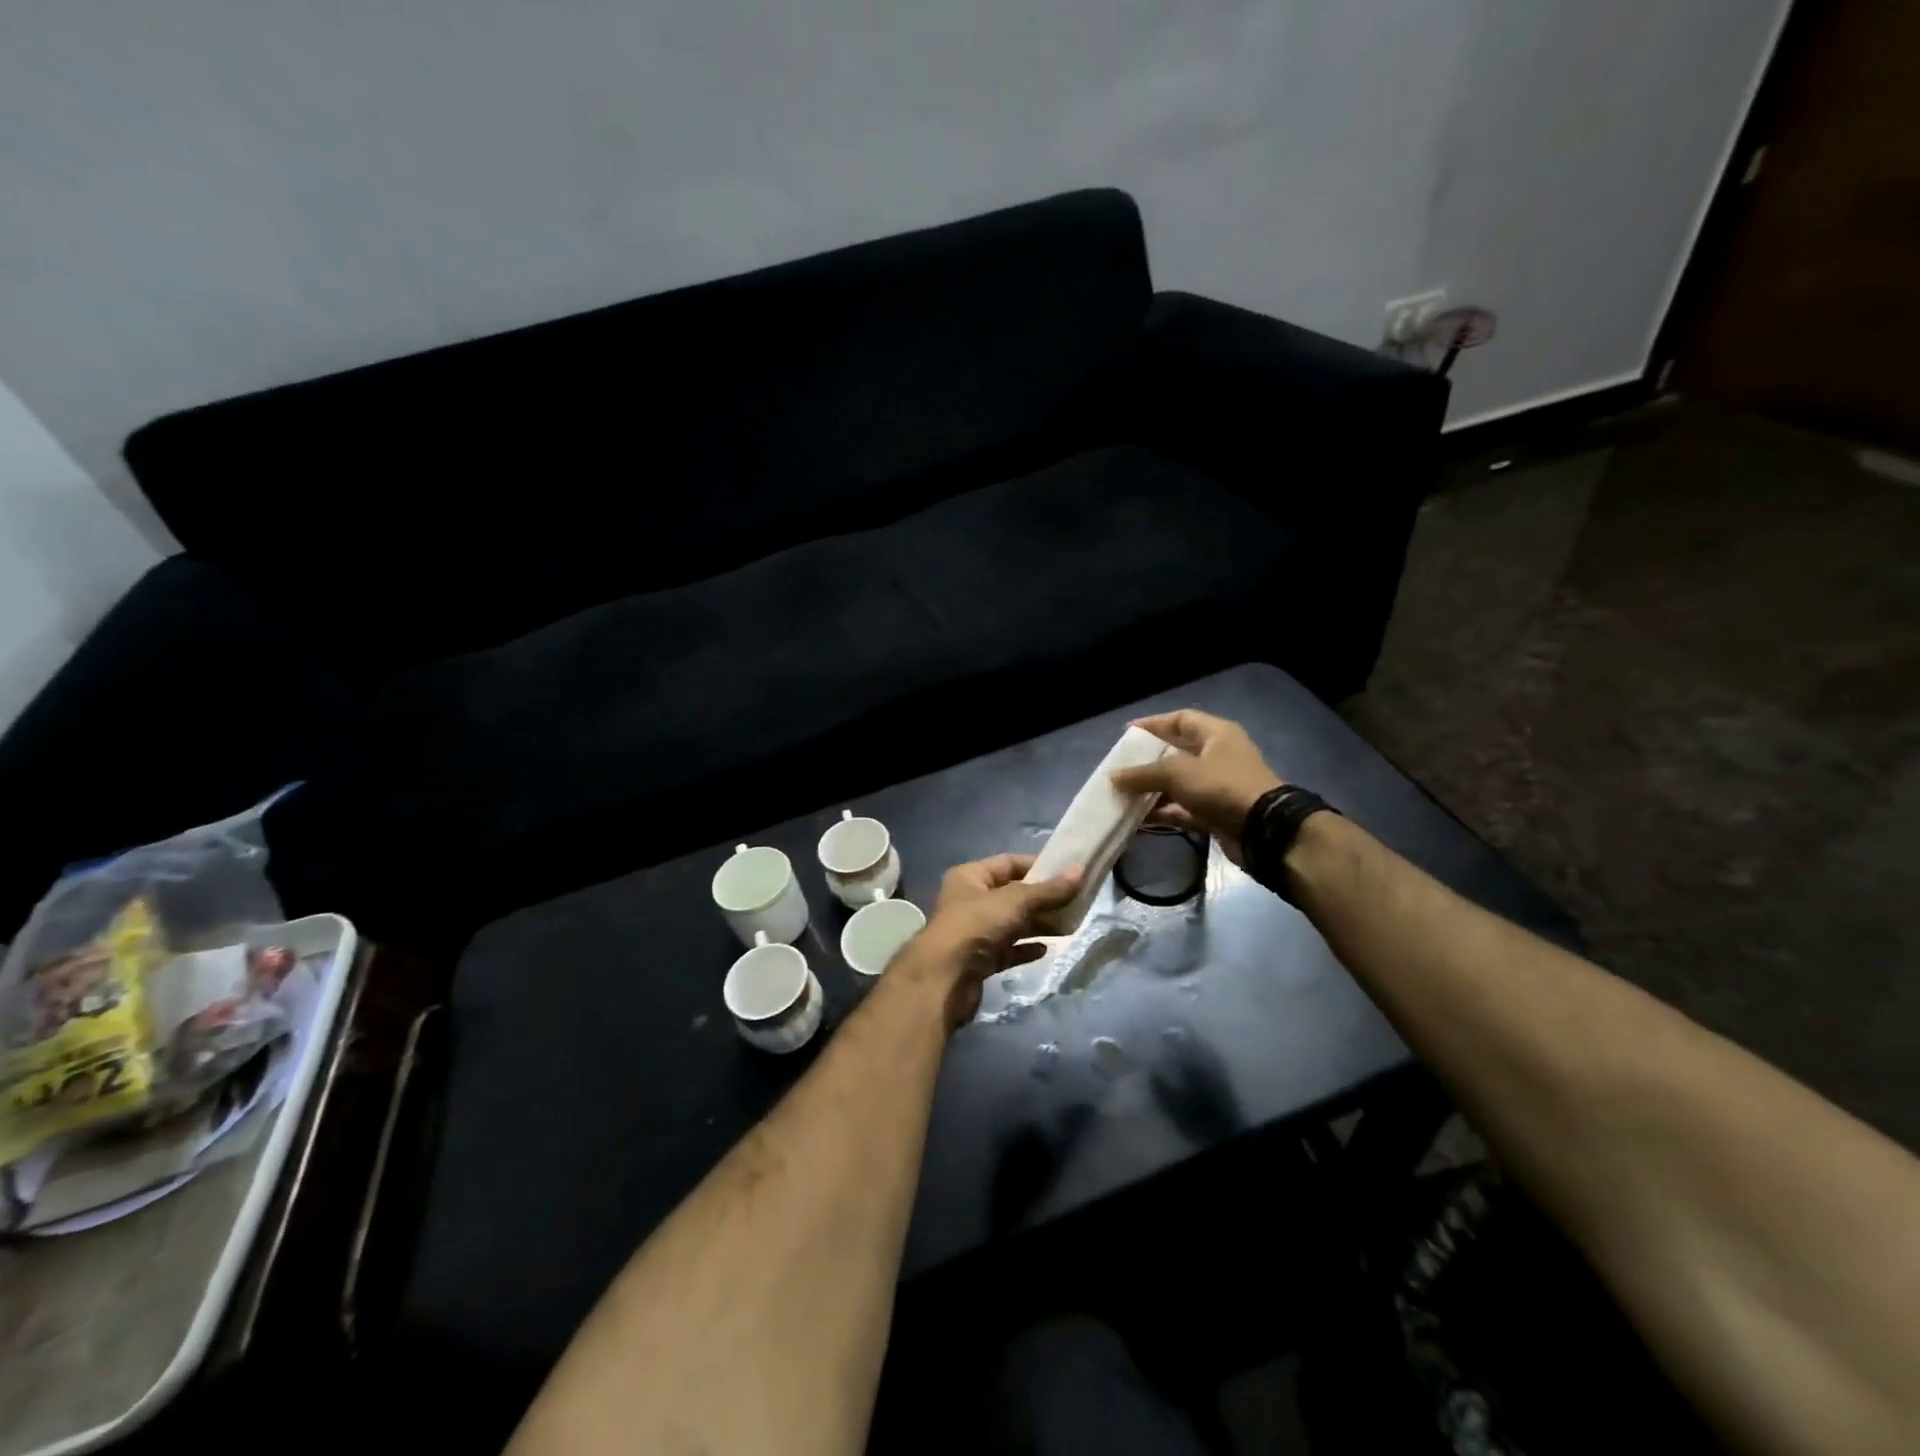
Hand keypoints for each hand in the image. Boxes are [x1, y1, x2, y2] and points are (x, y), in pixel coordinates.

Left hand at [893, 854, 1080, 1028]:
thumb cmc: (975, 926)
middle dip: (1043, 898)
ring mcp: (974, 932)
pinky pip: (1008, 949)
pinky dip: (1026, 948)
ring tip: (1069, 926)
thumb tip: (1079, 872)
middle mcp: (970, 901)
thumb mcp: (1014, 901)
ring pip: (1012, 923)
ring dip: (1038, 924)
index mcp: (970, 877)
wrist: (944, 980)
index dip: (1037, 866)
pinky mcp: (980, 960)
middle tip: (1076, 902)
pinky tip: (1047, 949)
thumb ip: (1048, 890)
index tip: (1067, 873)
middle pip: (1013, 895)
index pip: (1008, 863)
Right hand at [1110, 710, 1282, 867]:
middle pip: (1176, 753)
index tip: (1126, 734)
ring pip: (1178, 784)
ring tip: (1123, 796)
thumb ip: (1143, 773)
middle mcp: (1218, 756)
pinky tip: (1138, 819)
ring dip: (1152, 790)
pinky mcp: (1216, 812)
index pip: (1180, 719)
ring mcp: (1218, 786)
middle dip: (1148, 762)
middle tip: (1121, 768)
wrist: (1264, 830)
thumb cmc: (1221, 786)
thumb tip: (1113, 776)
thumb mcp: (1178, 773)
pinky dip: (1163, 812)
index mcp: (1216, 734)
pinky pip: (1183, 808)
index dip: (1153, 724)